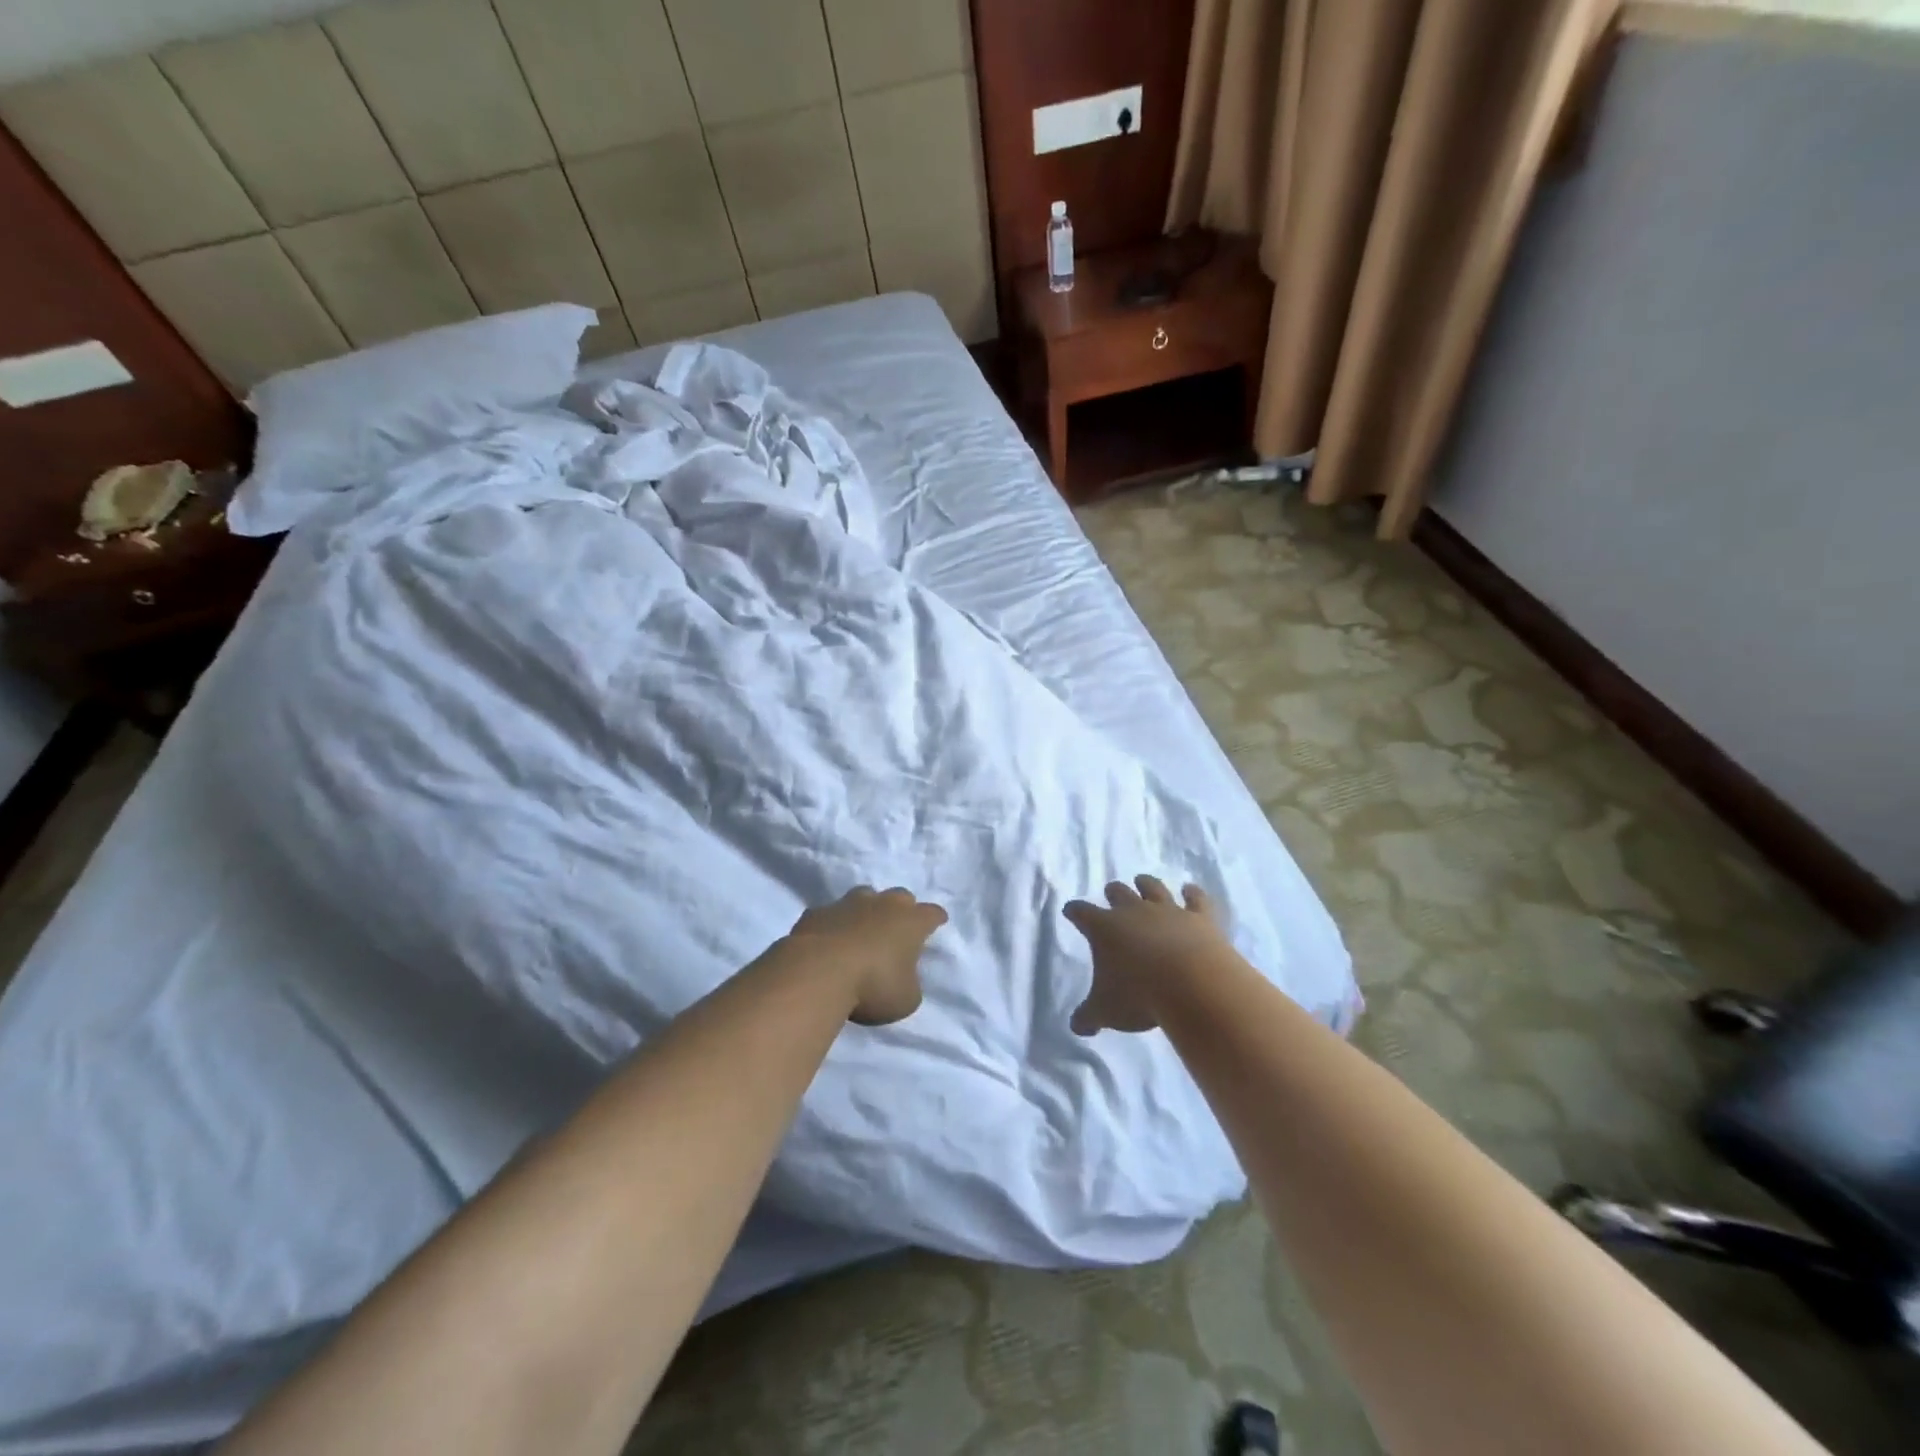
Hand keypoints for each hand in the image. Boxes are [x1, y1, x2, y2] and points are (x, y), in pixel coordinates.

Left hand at [789, 886, 947, 1025]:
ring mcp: (848, 904)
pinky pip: (831, 914)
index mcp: (911, 922)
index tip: (937, 922)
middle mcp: (883, 904)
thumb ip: (910, 984)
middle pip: (900, 897)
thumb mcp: (906, 999)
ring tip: (862, 929)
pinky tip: (829, 940)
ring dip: (867, 910)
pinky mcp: (817, 912)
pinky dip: (834, 924)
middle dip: (902, 909)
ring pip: (864, 896)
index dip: (936, 919)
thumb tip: (903, 977)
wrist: (818, 972)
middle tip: (898, 928)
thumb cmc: (873, 986)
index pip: (932, 914)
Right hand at [1063, 875, 1233, 1034]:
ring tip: (1142, 881)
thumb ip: (1088, 1016)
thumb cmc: (1138, 995)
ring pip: (1153, 888)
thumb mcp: (1106, 1011)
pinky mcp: (1199, 917)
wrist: (1192, 985)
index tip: (1070, 911)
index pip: (1081, 913)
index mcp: (1103, 928)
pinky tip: (1190, 889)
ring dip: (1146, 884)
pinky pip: (1195, 898)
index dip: (1074, 911)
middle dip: (1113, 892)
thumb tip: (1077, 1026)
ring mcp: (1168, 910)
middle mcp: (1133, 911)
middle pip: (1118, 892)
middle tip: (1110, 893)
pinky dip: (1192, 893)